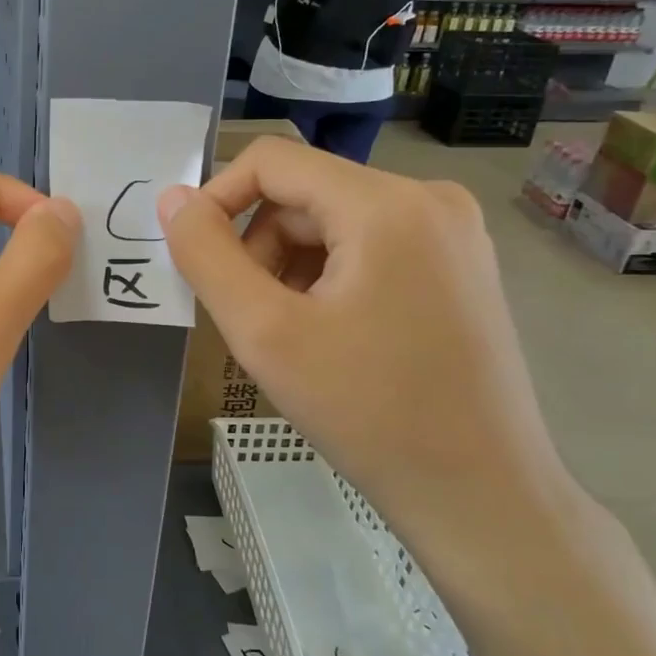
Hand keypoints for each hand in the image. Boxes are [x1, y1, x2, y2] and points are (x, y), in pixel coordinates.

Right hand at [157, 138, 570, 573]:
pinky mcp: (460, 265)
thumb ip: (207, 256)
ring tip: (292, 334)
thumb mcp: (265, 332)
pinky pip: (370, 245)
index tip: (198, 260)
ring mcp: (453, 232)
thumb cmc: (368, 413)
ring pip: (334, 221)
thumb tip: (174, 199)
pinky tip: (332, 335)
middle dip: (260, 246)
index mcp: (386, 204)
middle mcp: (429, 198)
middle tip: (252, 318)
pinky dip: (331, 276)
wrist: (481, 495)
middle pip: (305, 193)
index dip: (218, 200)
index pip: (272, 160)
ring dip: (292, 265)